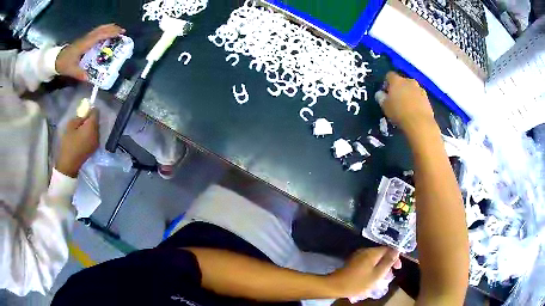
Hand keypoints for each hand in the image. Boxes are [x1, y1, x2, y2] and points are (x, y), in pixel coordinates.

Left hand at [56, 24, 125, 80]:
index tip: (120, 33)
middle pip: (101, 29)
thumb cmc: (64, 64)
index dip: (110, 33)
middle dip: (112, 28)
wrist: (57, 59)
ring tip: (117, 31)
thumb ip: (80, 74)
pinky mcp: (84, 39)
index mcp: (84, 44)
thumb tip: (89, 78)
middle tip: (122, 31)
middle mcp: (86, 38)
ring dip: (109, 28)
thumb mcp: (71, 70)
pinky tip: (107, 34)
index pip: (99, 35)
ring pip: (99, 29)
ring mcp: (85, 38)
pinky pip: (96, 32)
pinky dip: (104, 31)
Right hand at [56, 109, 99, 177]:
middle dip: (90, 119)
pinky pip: (94, 136)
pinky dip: (90, 134)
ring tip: (80, 130)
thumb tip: (84, 114)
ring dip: (90, 127)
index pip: (96, 113)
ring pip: (96, 129)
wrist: (69, 165)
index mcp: (92, 127)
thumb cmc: (68, 144)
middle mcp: (97, 134)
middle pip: (96, 121)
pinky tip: (82, 137)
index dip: (90, 110)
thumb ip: (79, 117)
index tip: (84, 111)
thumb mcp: (70, 126)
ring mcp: (97, 142)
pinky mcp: (94, 149)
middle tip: (81, 121)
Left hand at [327, 247, 401, 298]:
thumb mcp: (377, 274)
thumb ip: (388, 262)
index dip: (395, 257)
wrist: (336, 286)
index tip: (397, 268)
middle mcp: (365, 250)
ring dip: (380, 266)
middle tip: (390, 274)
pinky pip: (367, 262)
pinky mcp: (353, 262)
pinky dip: (372, 268)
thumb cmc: (358, 282)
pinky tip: (372, 277)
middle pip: (381, 253)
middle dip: (388, 262)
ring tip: (382, 277)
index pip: (388, 249)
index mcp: (372, 252)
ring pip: (374, 258)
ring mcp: (358, 256)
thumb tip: (397, 250)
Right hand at [376, 72, 435, 134]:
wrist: (420, 123)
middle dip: (399, 88)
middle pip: (402, 81)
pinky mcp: (427, 99)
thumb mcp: (385, 106)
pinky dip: (416, 102)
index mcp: (397, 80)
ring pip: (412, 89)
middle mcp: (409, 81)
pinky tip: (414, 112)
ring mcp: (420, 89)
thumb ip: (381, 98)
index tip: (385, 92)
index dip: (386, 83)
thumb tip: (380, 94)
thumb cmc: (399, 112)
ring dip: (409, 95)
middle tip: (396, 100)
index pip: (389, 75)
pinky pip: (419, 97)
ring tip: (406, 107)